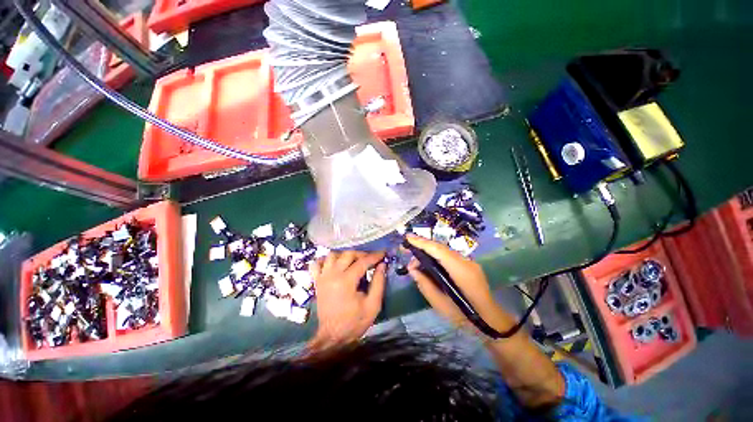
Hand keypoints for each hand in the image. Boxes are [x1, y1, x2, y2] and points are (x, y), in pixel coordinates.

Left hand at [308, 251, 386, 350]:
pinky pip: (317, 264)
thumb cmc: (354, 322)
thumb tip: (382, 265)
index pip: (363, 261)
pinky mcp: (317, 281)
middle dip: (362, 254)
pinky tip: (334, 264)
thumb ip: (378, 282)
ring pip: (332, 255)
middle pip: (348, 254)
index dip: (374, 256)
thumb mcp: (373, 305)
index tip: (383, 253)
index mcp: (346, 281)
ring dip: (344, 255)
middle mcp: (332, 275)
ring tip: (354, 261)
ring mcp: (322, 277)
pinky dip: (325, 260)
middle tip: (370, 259)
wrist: (332, 337)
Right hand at [405, 234, 514, 336]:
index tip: (407, 238)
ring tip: (415, 258)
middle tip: (407, 248)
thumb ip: (424, 284)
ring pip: (445, 250)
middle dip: (423, 245)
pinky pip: (449, 255)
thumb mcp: (439, 304)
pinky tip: (428, 260)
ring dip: (429, 250)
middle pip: (441, 248)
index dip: (422, 242)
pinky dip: (436, 255)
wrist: (489, 321)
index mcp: (461, 271)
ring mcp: (469, 262)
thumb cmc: (464, 316)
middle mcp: (466, 262)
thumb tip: (412, 269)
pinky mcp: (468, 265)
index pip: (438, 251)